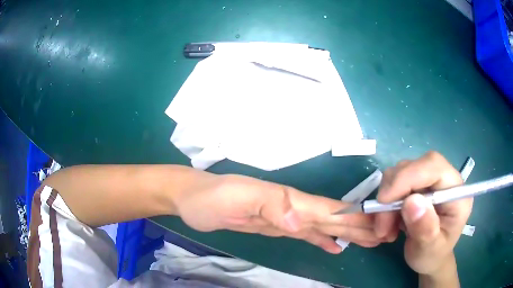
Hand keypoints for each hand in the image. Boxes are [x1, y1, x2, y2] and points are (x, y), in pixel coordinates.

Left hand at [173, 173, 383, 253]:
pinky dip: (323, 240)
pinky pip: (306, 235)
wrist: (191, 199)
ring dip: (347, 233)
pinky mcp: (275, 227)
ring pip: (324, 226)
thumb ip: (270, 205)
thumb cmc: (209, 197)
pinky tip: (335, 247)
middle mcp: (292, 207)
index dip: (355, 217)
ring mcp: (285, 218)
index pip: (329, 209)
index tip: (380, 224)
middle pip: (333, 217)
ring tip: (370, 240)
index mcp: (288, 199)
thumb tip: (301, 222)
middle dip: (360, 226)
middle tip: (384, 234)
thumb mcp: (235, 197)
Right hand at [374, 152, 471, 280]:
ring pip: (401, 173)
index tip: (384, 200)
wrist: (431, 257)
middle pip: (414, 166)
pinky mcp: (418, 185)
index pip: (433, 166)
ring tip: (385, 228)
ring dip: (387, 201)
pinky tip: (387, 222)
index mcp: (456, 191)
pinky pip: (395, 184)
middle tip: (382, 224)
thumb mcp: (430, 249)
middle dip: (393, 192)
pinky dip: (386, 203)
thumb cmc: (433, 255)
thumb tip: (411, 201)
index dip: (408, 176)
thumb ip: (425, 228)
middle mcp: (444, 179)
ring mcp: (430, 181)